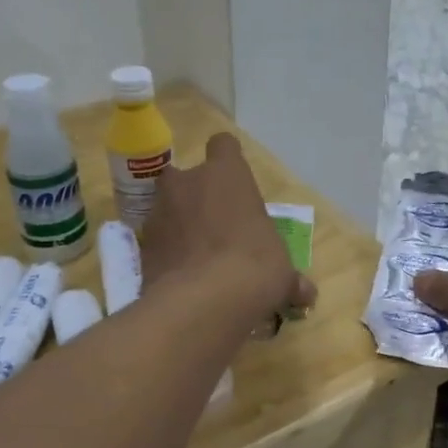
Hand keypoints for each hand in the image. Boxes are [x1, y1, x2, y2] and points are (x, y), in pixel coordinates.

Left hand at [140, 134, 314, 324]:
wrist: (202, 301)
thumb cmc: (254, 266)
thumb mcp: (281, 271)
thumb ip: (289, 277)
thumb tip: (306, 293)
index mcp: (227, 174)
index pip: (223, 145)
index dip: (228, 161)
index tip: (234, 182)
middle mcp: (187, 183)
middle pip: (184, 176)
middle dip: (194, 195)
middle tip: (213, 223)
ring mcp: (159, 212)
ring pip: (165, 208)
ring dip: (177, 225)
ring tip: (196, 255)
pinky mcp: (141, 246)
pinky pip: (156, 242)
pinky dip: (166, 254)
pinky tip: (182, 277)